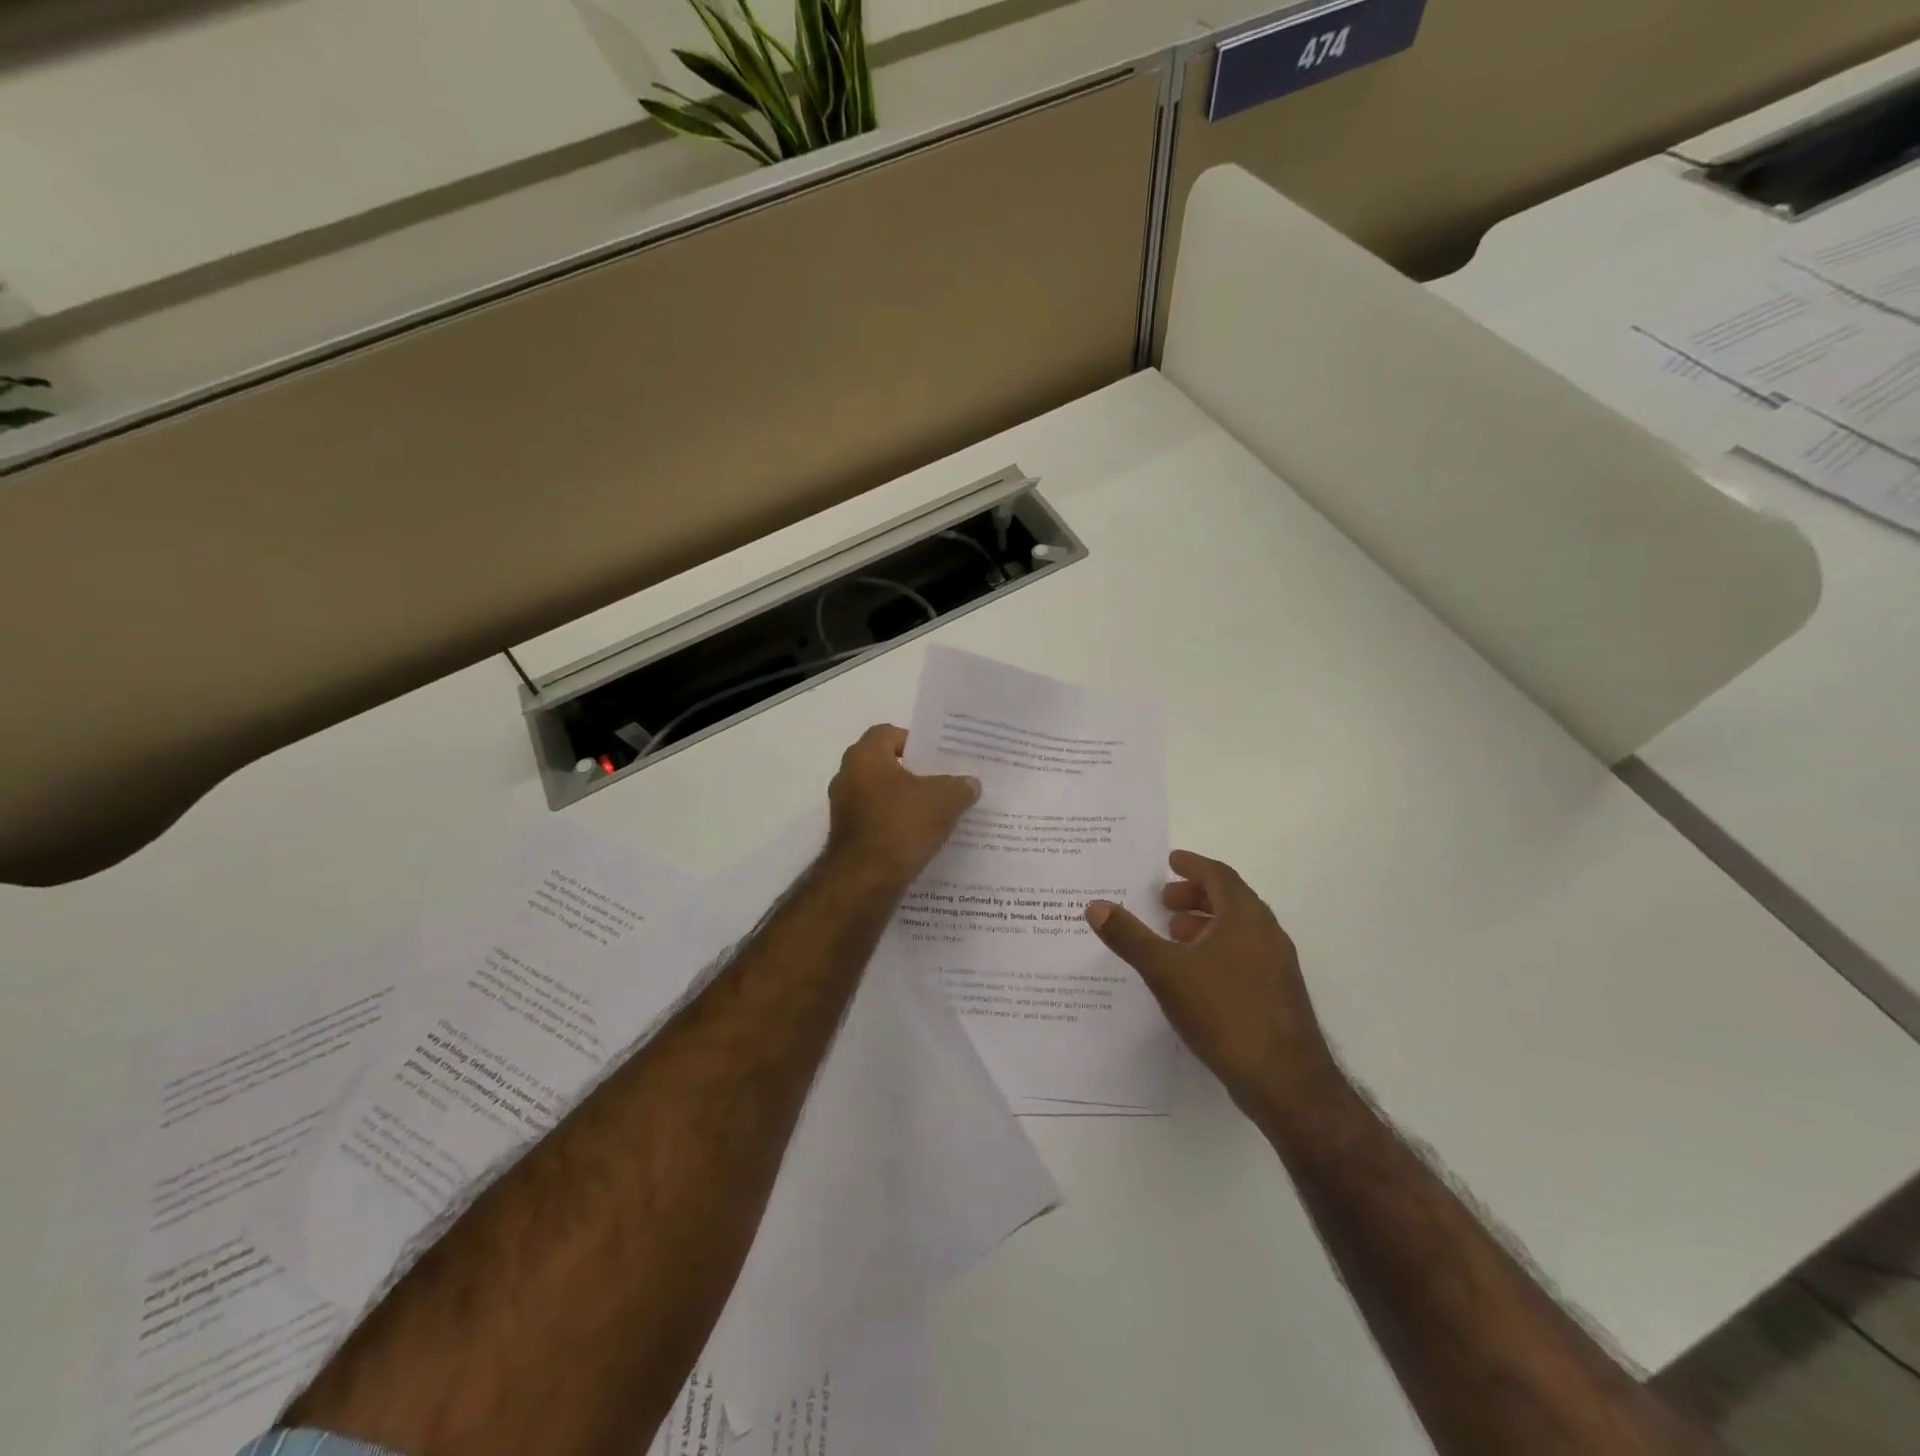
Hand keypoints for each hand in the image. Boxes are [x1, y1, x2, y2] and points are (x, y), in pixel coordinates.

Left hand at [826, 725, 979, 887]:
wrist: (866, 880)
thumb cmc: (902, 824)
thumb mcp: (945, 800)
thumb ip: (960, 786)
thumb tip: (970, 784)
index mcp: (865, 756)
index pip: (887, 733)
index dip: (913, 741)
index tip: (936, 757)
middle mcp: (847, 777)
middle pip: (883, 765)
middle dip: (911, 773)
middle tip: (940, 782)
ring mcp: (842, 809)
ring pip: (878, 795)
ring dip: (902, 801)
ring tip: (934, 812)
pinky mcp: (845, 838)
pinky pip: (874, 821)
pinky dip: (893, 825)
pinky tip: (918, 838)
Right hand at [1085, 851, 1343, 1127]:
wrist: (1285, 1082)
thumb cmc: (1224, 1012)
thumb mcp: (1166, 971)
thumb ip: (1129, 937)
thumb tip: (1095, 905)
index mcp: (1245, 917)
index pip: (1219, 875)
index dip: (1193, 865)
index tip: (1170, 861)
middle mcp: (1267, 933)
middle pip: (1230, 900)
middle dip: (1195, 895)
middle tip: (1163, 901)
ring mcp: (1277, 966)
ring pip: (1238, 930)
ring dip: (1205, 924)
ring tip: (1173, 936)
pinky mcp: (1278, 995)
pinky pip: (1244, 955)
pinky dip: (1217, 949)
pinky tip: (1194, 975)